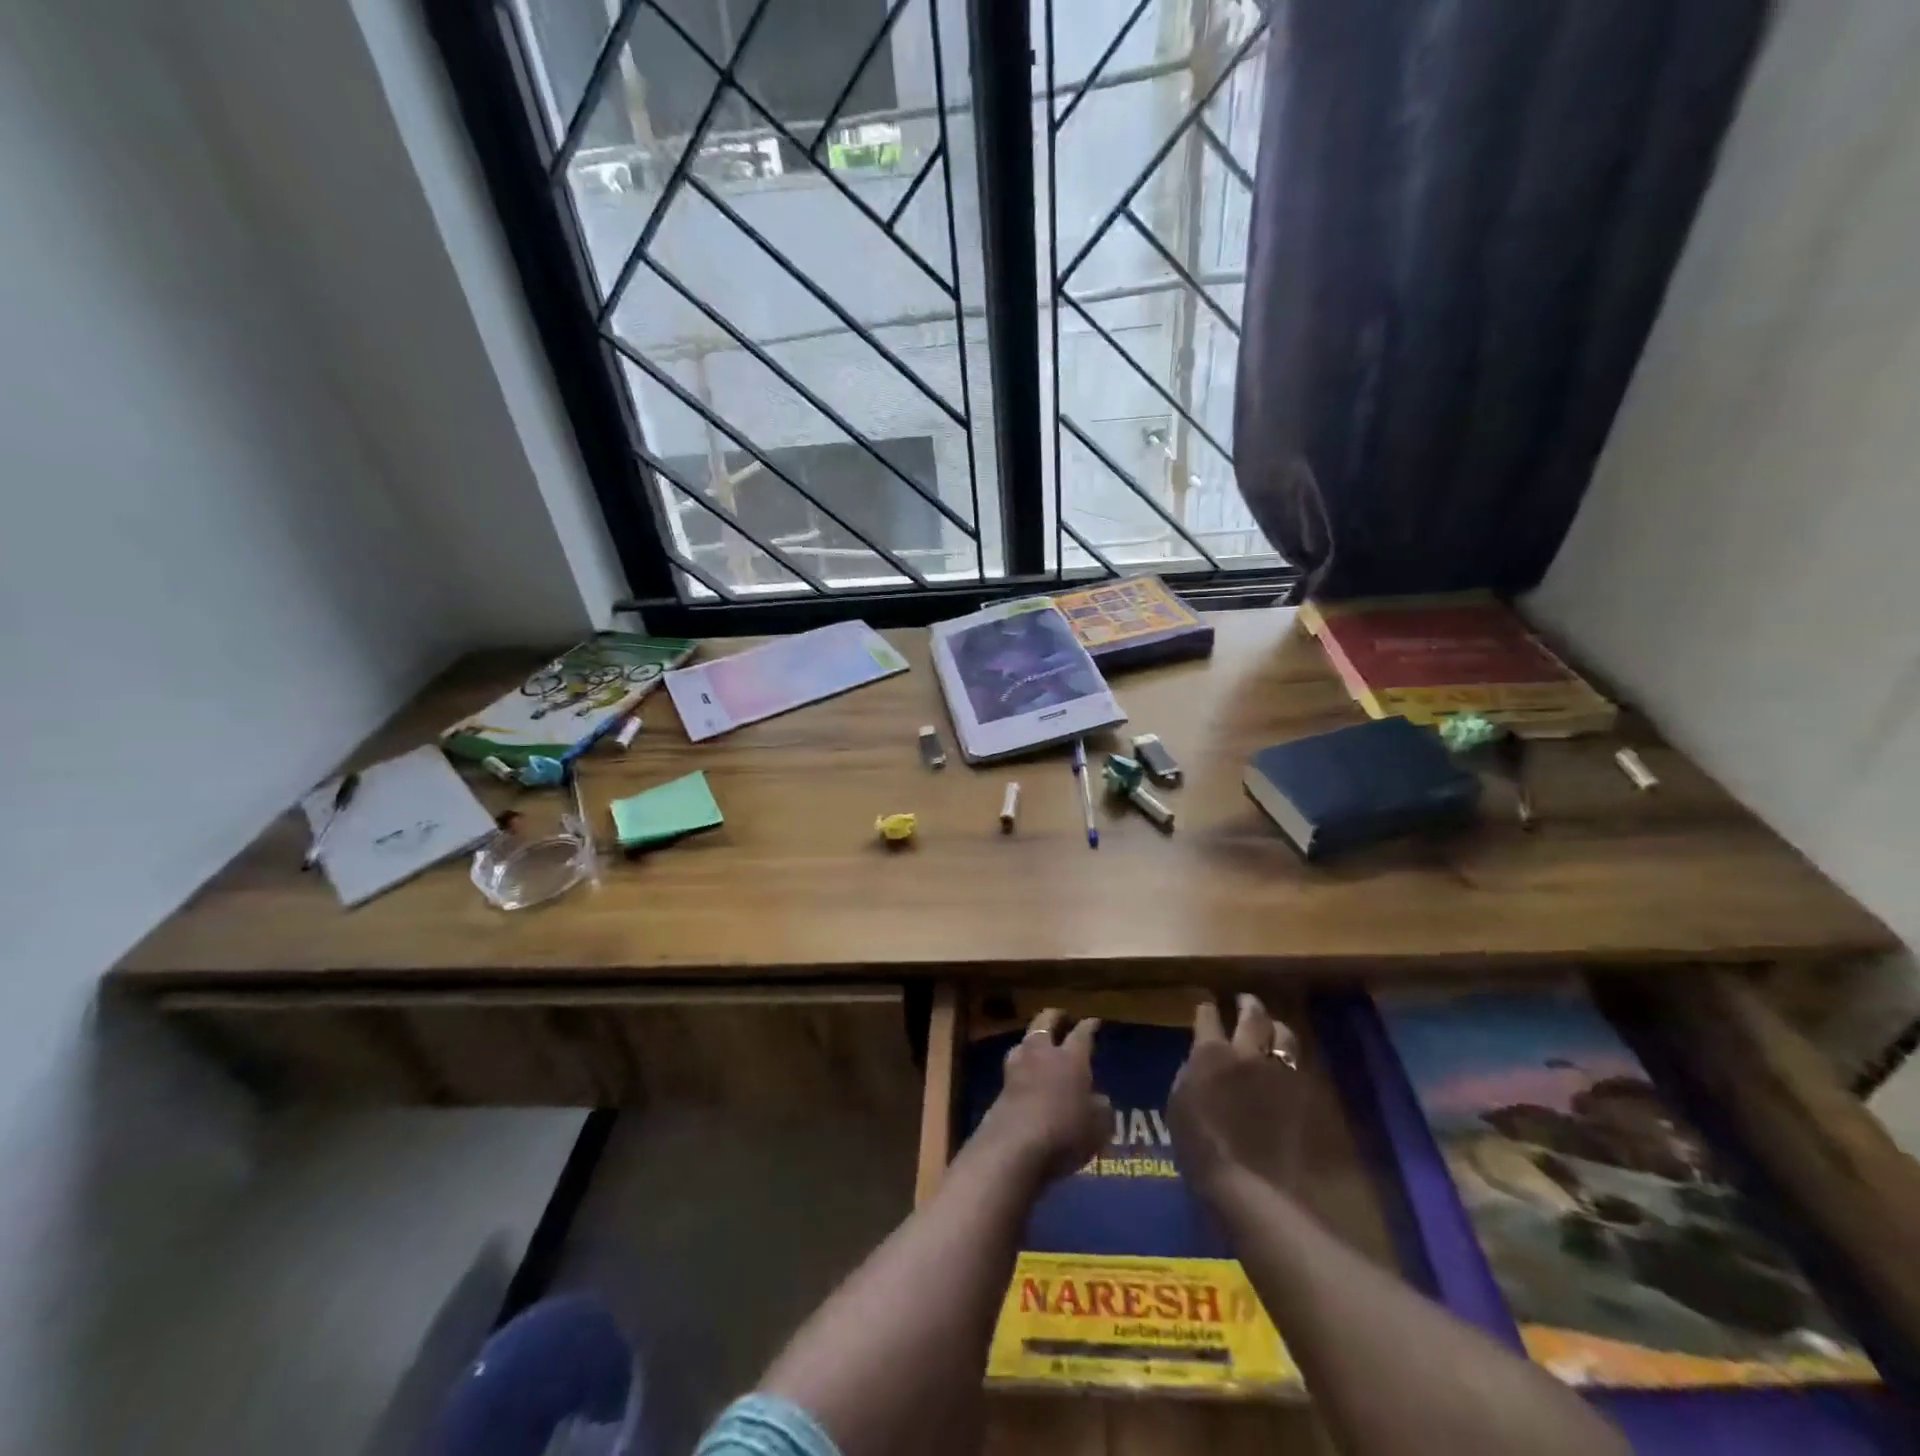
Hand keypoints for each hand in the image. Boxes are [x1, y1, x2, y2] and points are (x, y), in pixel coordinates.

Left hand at [974, 1009, 1111, 1186]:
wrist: (1015, 1145)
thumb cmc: (1065, 1132)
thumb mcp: (1098, 1126)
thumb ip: (1101, 1108)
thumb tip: (1100, 1099)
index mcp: (1071, 1058)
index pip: (1082, 1034)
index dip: (1089, 1026)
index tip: (1093, 1021)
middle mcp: (1043, 1054)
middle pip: (1045, 1022)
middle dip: (1055, 1016)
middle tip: (1062, 1016)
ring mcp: (1018, 1067)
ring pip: (1025, 1040)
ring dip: (1034, 1038)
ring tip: (1040, 1043)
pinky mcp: (1001, 1086)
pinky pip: (1015, 1065)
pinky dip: (1022, 1064)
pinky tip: (1026, 1072)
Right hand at [1168, 994, 1305, 1204]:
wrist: (1247, 1184)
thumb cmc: (1199, 1145)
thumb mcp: (1178, 1102)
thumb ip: (1190, 1072)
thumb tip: (1198, 1060)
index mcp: (1211, 1052)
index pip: (1208, 1015)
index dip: (1206, 1008)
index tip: (1206, 1005)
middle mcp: (1246, 1052)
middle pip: (1252, 1014)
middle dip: (1247, 1003)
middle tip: (1244, 1001)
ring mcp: (1276, 1072)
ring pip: (1283, 1033)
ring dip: (1275, 1026)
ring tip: (1271, 1026)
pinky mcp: (1299, 1094)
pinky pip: (1296, 1064)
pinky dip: (1288, 1057)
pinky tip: (1283, 1062)